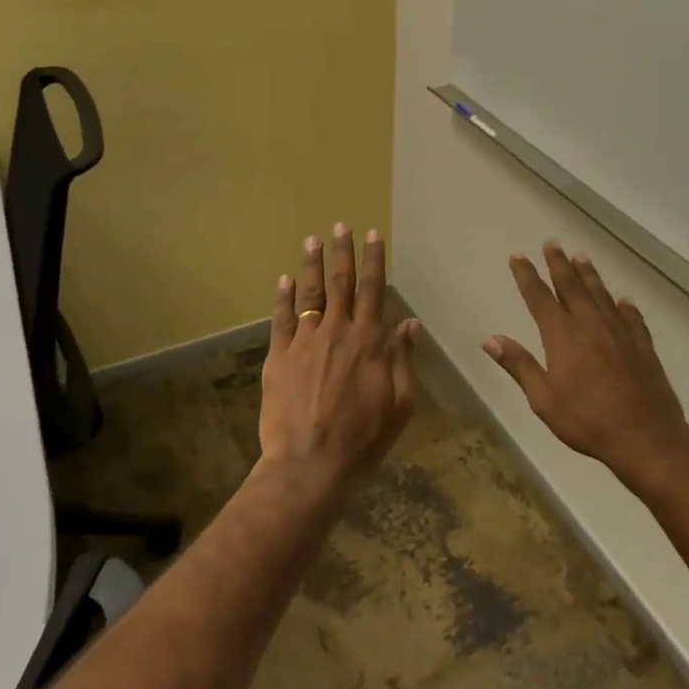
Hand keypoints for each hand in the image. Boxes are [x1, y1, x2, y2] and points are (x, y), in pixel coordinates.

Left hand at [260, 223, 418, 484]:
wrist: (310, 462)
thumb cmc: (363, 439)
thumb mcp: (400, 403)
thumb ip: (402, 359)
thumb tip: (410, 324)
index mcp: (369, 341)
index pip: (373, 290)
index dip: (374, 261)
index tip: (372, 235)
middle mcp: (336, 332)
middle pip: (340, 283)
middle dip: (342, 252)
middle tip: (340, 225)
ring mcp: (304, 342)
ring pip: (309, 294)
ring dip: (312, 265)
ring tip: (312, 240)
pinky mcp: (278, 357)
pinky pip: (281, 319)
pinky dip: (283, 297)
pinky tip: (285, 279)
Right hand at [484, 244, 688, 488]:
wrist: (645, 438)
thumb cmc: (587, 421)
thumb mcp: (543, 399)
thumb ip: (519, 365)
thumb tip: (490, 339)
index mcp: (562, 337)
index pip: (540, 298)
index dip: (527, 276)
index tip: (519, 256)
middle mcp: (591, 326)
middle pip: (572, 287)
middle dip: (559, 264)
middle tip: (552, 243)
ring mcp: (620, 333)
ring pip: (601, 295)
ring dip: (589, 275)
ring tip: (581, 257)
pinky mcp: (643, 346)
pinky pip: (631, 317)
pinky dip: (624, 305)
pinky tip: (623, 300)